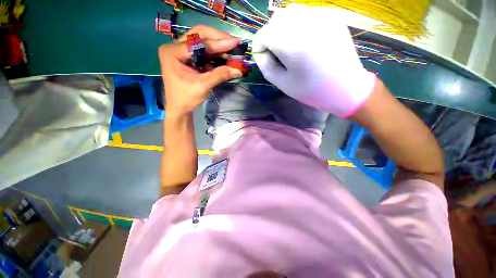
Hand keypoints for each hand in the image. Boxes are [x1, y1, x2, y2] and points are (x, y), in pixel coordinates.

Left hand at [158, 25, 242, 114]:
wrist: (179, 108)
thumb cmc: (186, 98)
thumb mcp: (203, 86)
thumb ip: (219, 75)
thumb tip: (238, 70)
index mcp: (173, 52)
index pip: (198, 42)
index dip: (218, 43)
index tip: (235, 43)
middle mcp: (174, 47)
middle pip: (199, 35)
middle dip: (218, 38)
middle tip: (234, 42)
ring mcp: (180, 51)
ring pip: (201, 40)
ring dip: (217, 44)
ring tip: (231, 48)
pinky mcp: (187, 57)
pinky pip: (202, 50)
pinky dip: (214, 52)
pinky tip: (224, 55)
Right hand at [252, 4, 375, 117]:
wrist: (345, 88)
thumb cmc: (311, 90)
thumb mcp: (283, 84)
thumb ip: (266, 66)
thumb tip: (260, 52)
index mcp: (293, 47)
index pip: (264, 34)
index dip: (259, 46)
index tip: (262, 57)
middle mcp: (307, 26)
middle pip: (276, 19)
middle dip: (270, 35)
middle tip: (275, 51)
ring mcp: (322, 18)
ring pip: (291, 11)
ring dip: (283, 26)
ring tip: (289, 44)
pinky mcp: (332, 17)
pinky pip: (307, 13)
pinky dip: (298, 23)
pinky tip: (304, 39)